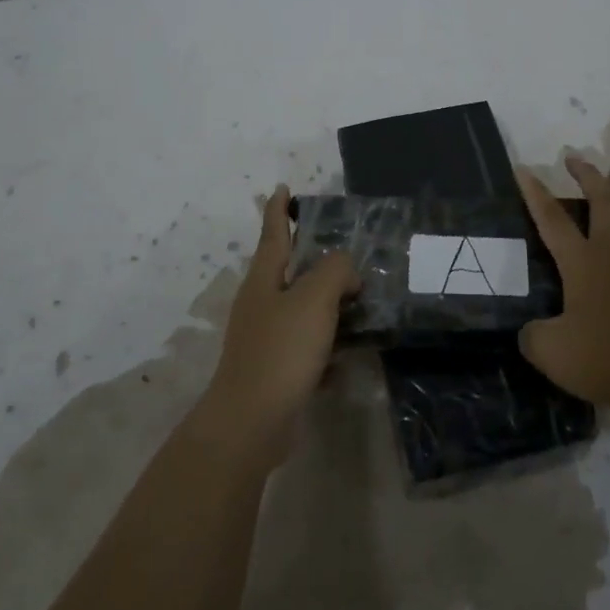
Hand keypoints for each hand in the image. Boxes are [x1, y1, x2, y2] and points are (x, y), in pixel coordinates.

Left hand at [200, 186, 359, 461]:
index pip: (273, 233)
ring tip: (359, 301)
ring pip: (300, 310)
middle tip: (346, 253)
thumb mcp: (314, 299)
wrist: (251, 422)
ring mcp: (265, 338)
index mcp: (264, 279)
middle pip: (288, 271)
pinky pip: (306, 347)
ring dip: (326, 304)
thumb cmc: (281, 350)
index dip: (279, 209)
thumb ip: (334, 270)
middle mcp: (260, 304)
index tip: (282, 188)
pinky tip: (349, 354)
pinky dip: (327, 345)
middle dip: (313, 259)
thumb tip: (345, 269)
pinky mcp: (275, 370)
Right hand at [515, 158, 609, 413]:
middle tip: (575, 158)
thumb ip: (533, 336)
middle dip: (588, 176)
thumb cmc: (606, 361)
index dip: (536, 193)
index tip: (525, 169)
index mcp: (583, 264)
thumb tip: (531, 330)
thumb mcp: (550, 353)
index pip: (553, 220)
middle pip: (604, 202)